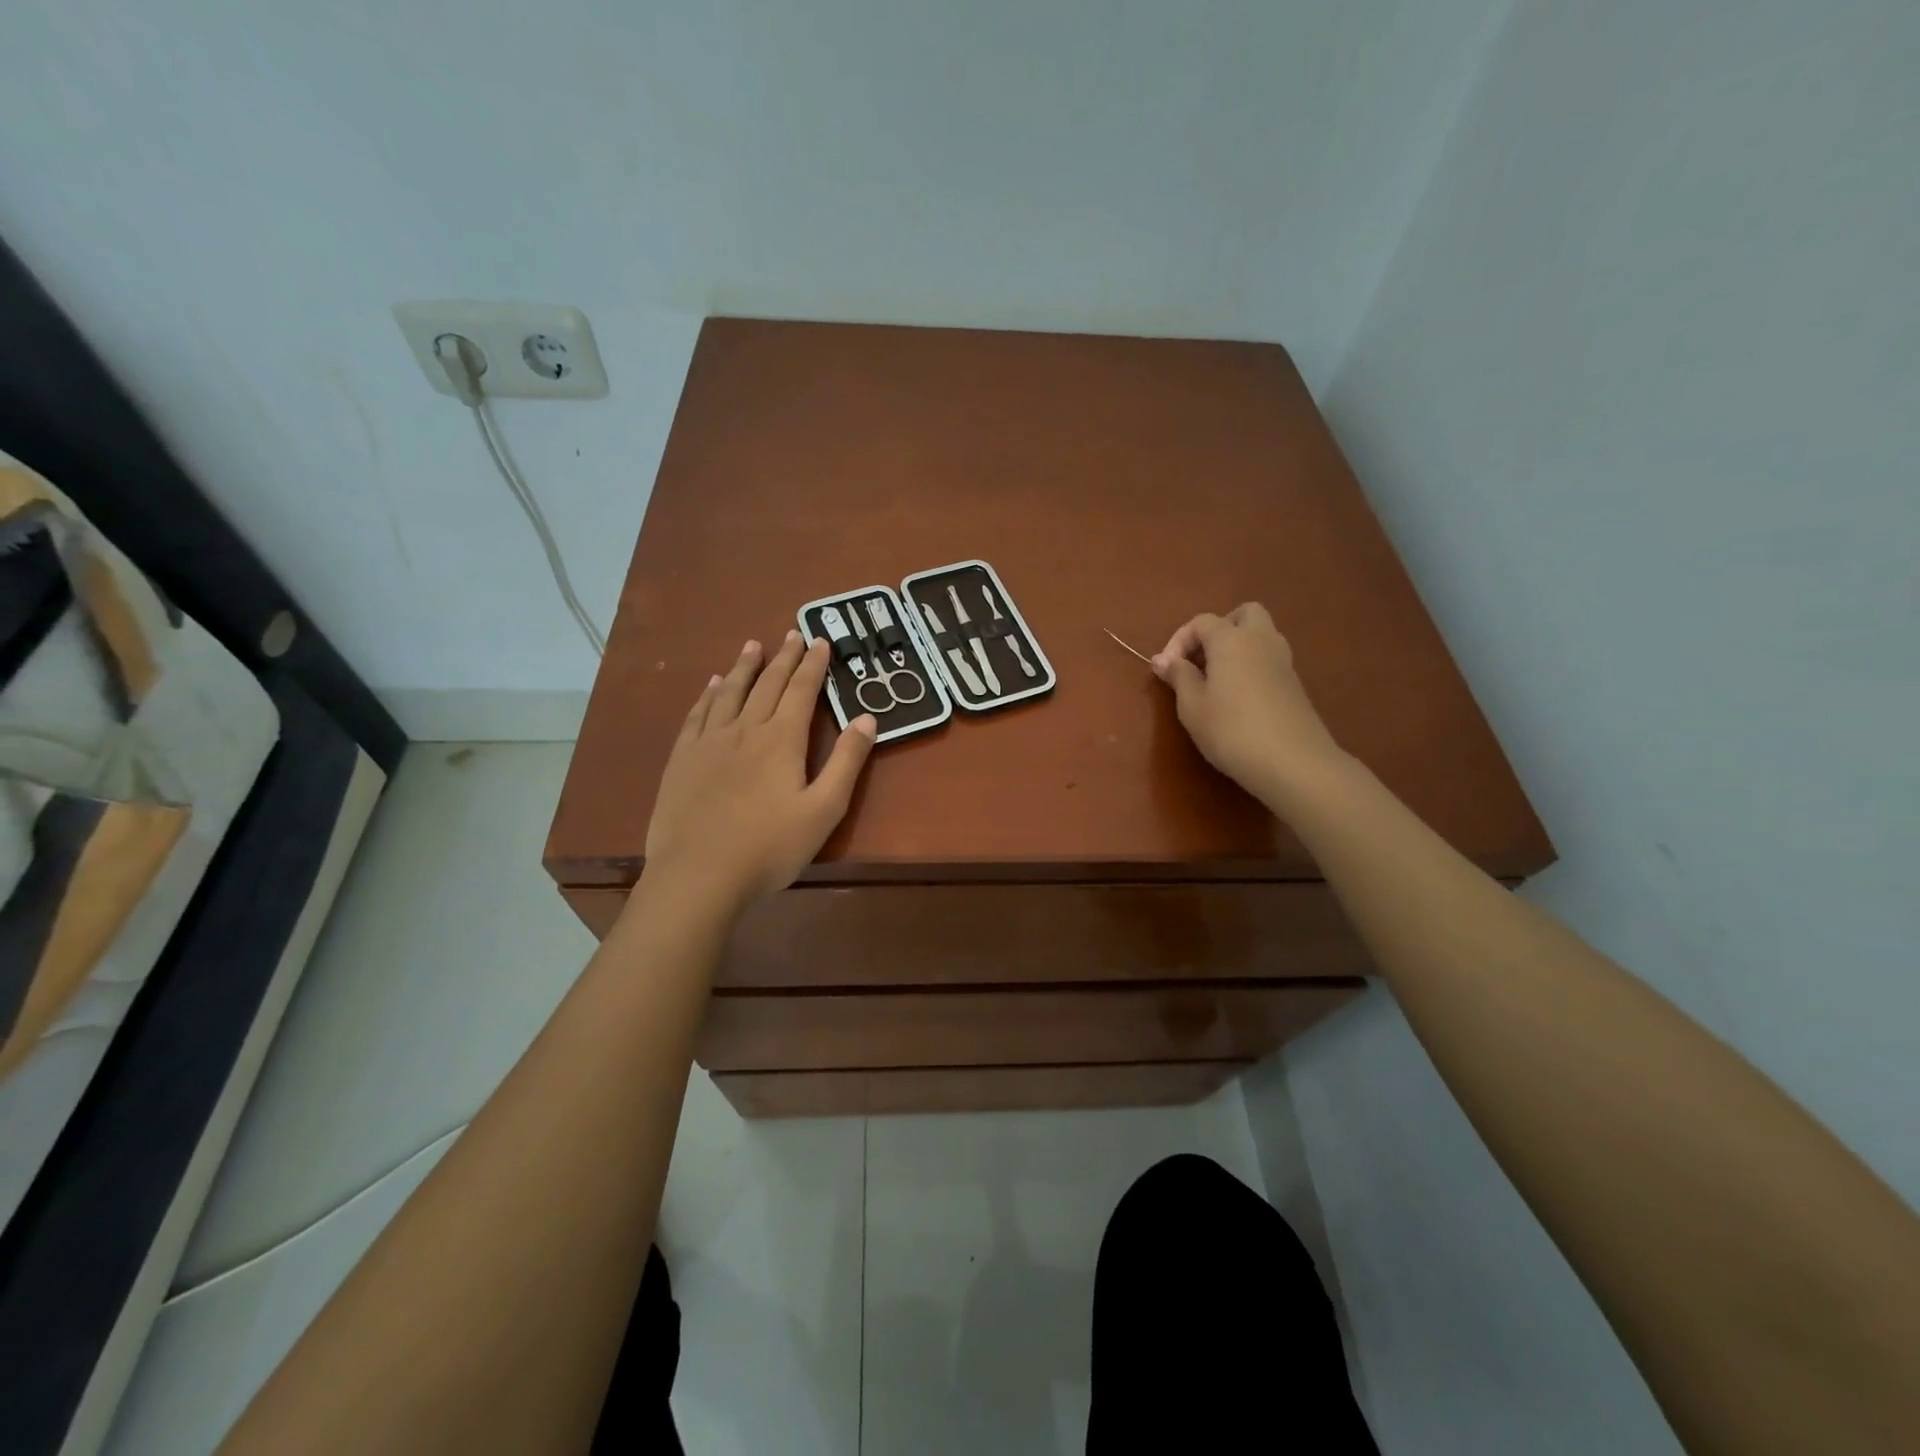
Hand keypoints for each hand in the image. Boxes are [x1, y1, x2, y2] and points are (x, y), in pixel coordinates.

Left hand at [644, 632, 875, 915]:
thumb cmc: (769, 848)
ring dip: (745, 667)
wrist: (698, 874)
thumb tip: (866, 718)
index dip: (813, 665)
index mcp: (781, 740)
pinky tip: (713, 685)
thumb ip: (847, 762)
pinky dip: (709, 694)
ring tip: (753, 645)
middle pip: (767, 684)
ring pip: (731, 693)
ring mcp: (709, 742)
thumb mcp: (824, 810)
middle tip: (793, 633)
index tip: (821, 641)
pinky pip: (698, 714)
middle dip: (783, 657)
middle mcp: (745, 729)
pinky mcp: (682, 759)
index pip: (801, 691)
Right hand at [1153, 603, 1346, 808]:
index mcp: (1232, 640)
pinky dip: (1251, 666)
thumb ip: (1178, 677)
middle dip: (1219, 629)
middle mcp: (1261, 640)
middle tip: (1201, 659)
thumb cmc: (1231, 730)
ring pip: (1261, 635)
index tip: (1166, 671)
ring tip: (1216, 679)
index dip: (1178, 640)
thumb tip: (1164, 660)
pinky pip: (1269, 660)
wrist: (1292, 762)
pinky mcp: (1295, 684)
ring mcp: (1283, 661)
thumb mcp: (1192, 706)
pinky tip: (1238, 698)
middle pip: (1243, 614)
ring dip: (1238, 647)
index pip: (1202, 622)